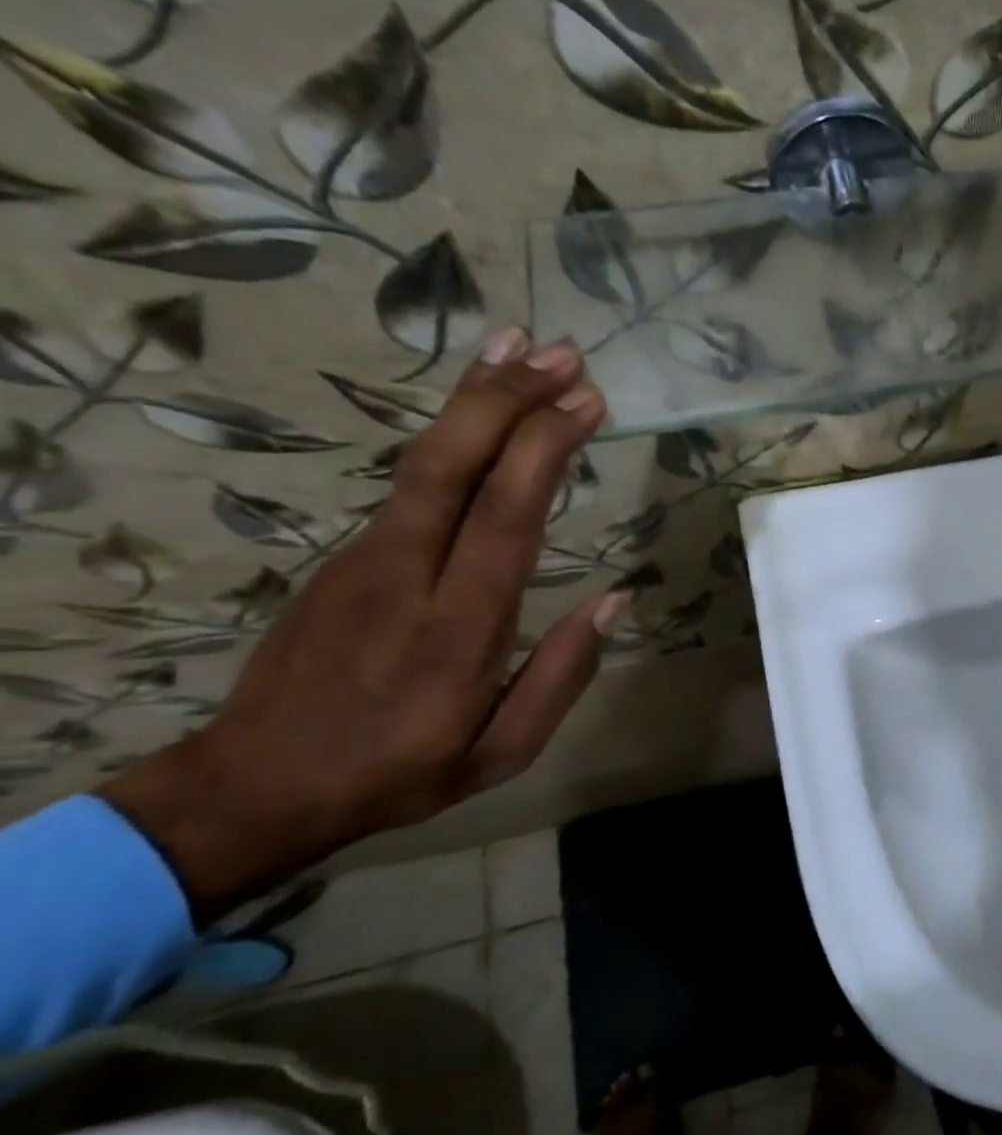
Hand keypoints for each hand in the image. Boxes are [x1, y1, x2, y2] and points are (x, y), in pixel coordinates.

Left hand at [101, 330, 617, 921]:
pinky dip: (452, 434)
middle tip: (563, 356)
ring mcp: (366, 559)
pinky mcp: (347, 555)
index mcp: (457, 630)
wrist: (253, 786)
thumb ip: (561, 676)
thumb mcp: (501, 752)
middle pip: (452, 468)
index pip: (505, 518)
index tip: (587, 402)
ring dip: (476, 400)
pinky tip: (482, 411)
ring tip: (522, 348)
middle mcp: (408, 577)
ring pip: (423, 461)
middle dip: (508, 401)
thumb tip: (615, 601)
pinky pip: (410, 482)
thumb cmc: (399, 771)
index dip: (545, 450)